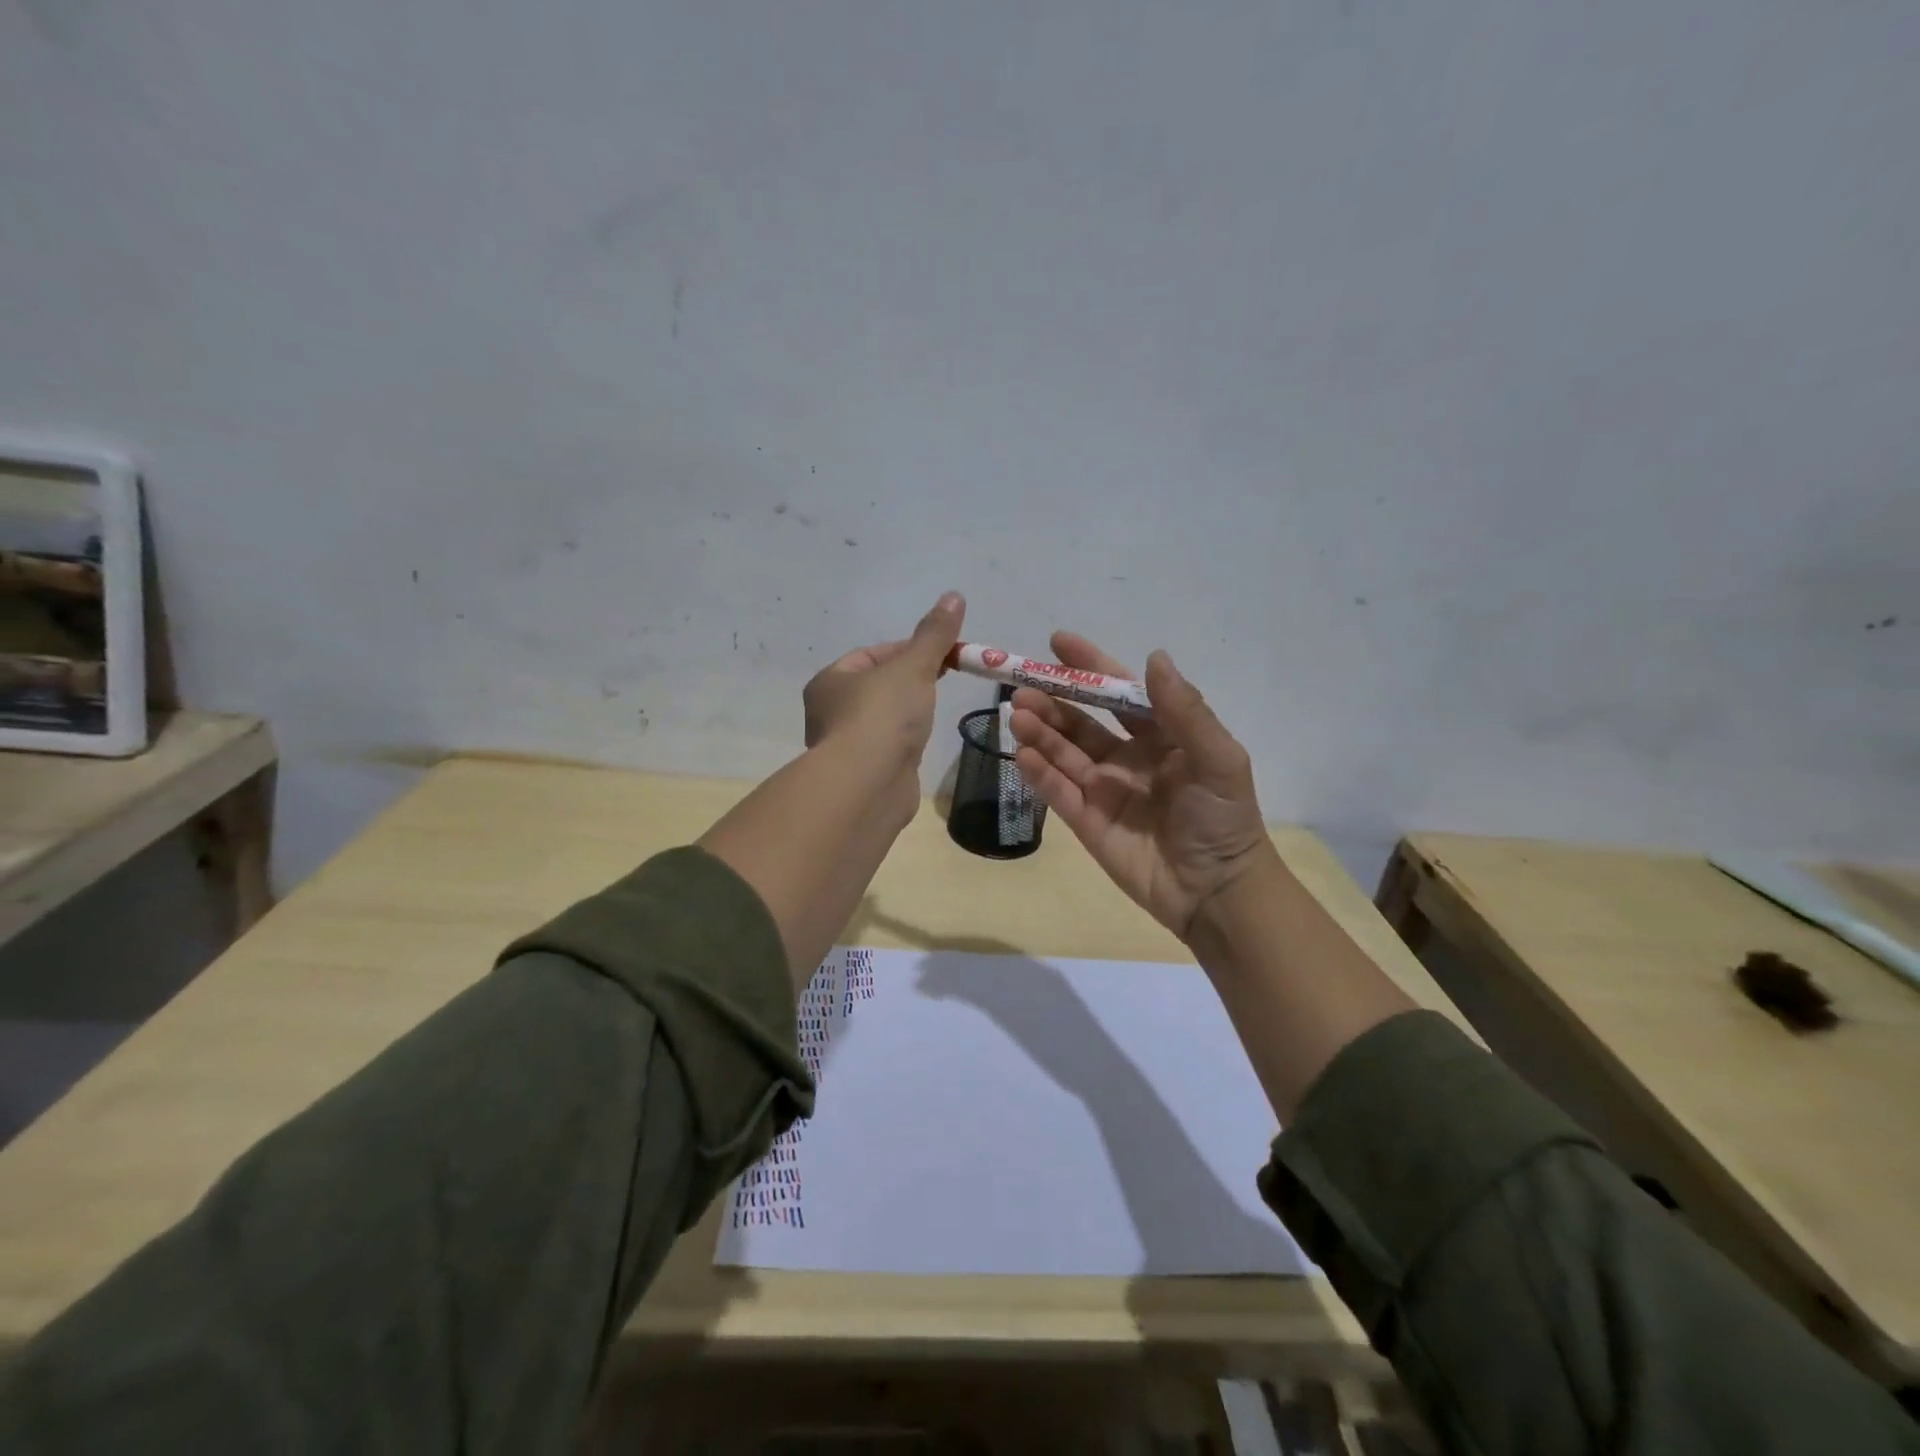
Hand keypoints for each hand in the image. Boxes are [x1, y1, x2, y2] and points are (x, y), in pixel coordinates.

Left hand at [803, 591, 964, 769]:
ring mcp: (846, 746)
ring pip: (882, 718)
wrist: (868, 785)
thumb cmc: (883, 716)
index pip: (872, 654)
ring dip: (906, 712)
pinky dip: (905, 741)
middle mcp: (829, 712)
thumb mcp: (913, 666)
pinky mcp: (864, 774)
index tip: (943, 653)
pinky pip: (888, 746)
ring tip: (932, 712)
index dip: (909, 649)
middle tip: (943, 678)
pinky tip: (920, 742)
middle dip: (910, 680)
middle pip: (878, 685)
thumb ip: (934, 635)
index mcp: (830, 681)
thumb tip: (954, 595)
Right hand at [1009, 632, 1270, 940]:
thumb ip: (1185, 710)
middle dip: (1052, 701)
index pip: (1119, 693)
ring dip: (1040, 731)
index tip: (1057, 642)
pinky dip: (1039, 772)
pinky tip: (1023, 754)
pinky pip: (1058, 791)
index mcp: (1161, 735)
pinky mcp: (1087, 821)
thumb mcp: (1217, 758)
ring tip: (1018, 714)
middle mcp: (1128, 756)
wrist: (1215, 891)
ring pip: (1063, 753)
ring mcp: (1104, 789)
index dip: (1090, 666)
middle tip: (1023, 687)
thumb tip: (1154, 656)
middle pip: (1081, 721)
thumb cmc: (1222, 818)